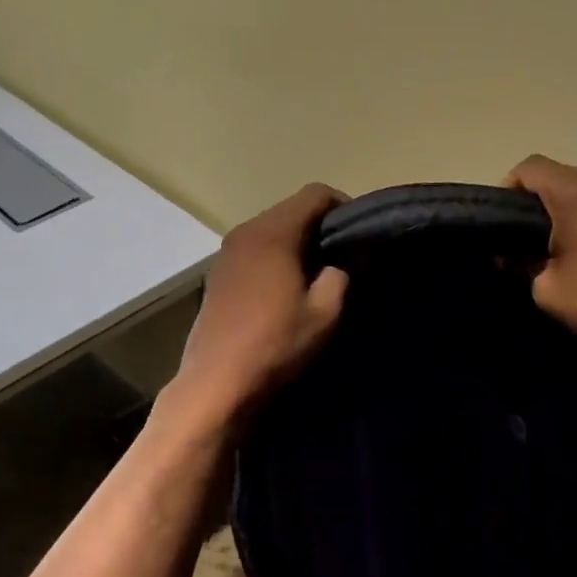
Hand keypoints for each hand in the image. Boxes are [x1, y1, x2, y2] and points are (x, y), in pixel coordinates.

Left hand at [161, 183, 349, 435]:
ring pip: (270, 231)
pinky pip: (253, 251)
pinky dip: (273, 258)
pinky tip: (284, 289)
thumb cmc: (275, 344)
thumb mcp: (324, 313)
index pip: (314, 194)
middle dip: (319, 225)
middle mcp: (245, 232)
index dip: (343, 206)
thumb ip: (338, 276)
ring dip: (295, 243)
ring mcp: (225, 253)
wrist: (217, 382)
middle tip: (342, 255)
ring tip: (315, 273)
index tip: (359, 232)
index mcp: (272, 232)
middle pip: (290, 210)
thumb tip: (338, 264)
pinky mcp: (217, 275)